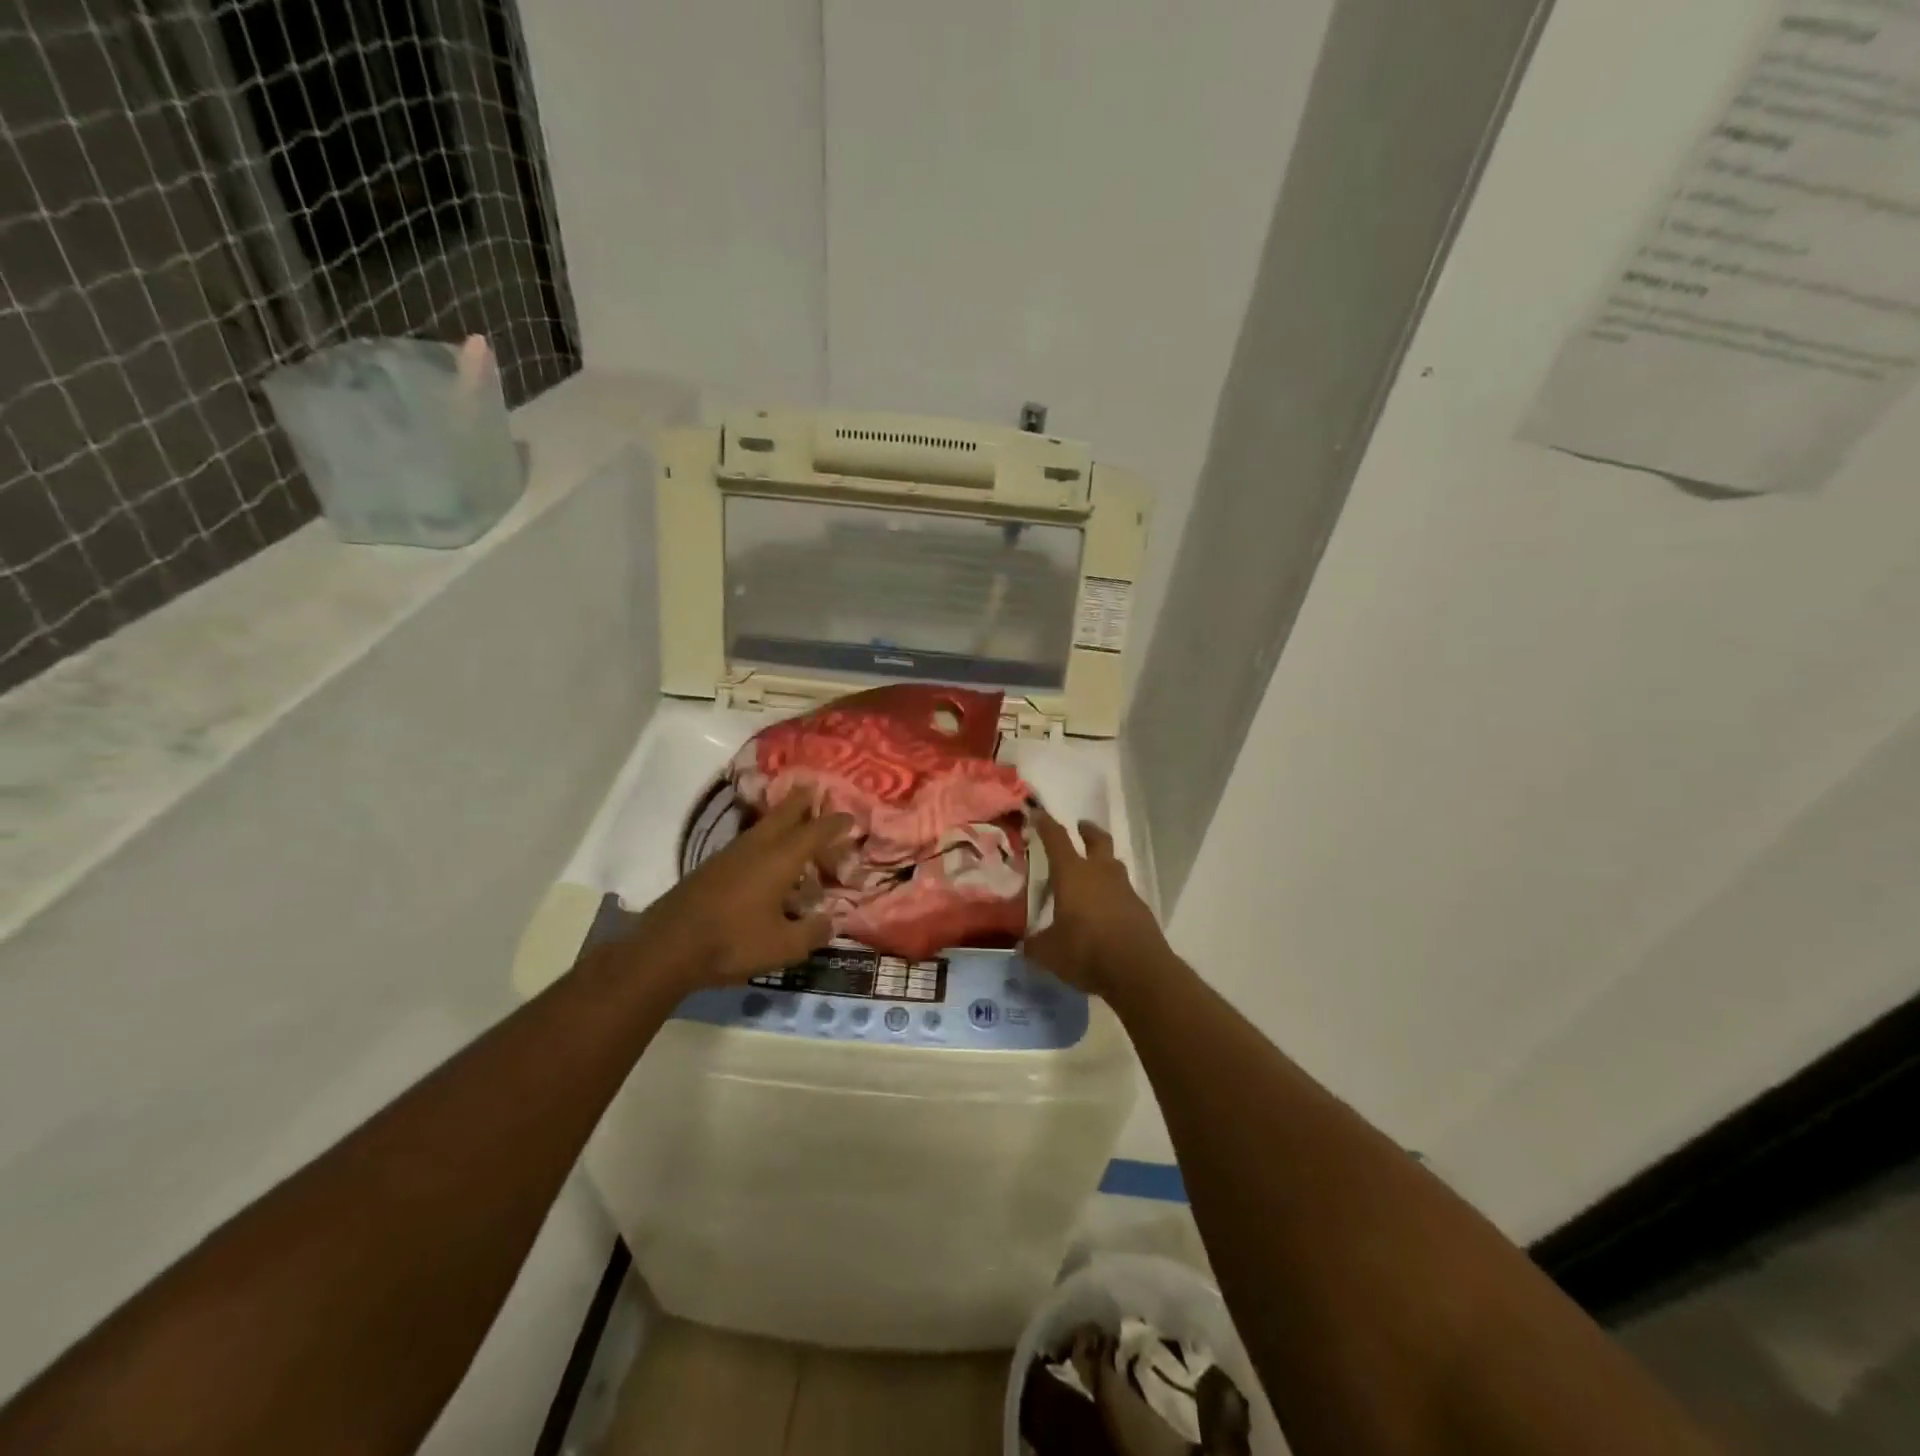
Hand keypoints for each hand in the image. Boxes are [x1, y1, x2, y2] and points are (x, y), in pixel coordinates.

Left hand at [634, 794, 854, 989]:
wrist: (668, 947)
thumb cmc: (733, 942)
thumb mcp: (783, 947)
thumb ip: (812, 933)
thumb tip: (830, 922)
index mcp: (780, 860)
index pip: (814, 833)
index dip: (834, 824)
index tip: (850, 817)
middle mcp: (756, 848)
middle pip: (783, 815)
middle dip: (800, 801)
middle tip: (813, 787)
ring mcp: (729, 855)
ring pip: (761, 827)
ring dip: (779, 818)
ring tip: (791, 817)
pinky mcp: (710, 868)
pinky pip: (746, 843)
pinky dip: (762, 839)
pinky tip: (763, 856)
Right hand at [1025, 812, 1168, 996]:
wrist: (1138, 971)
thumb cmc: (1086, 951)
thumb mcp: (1049, 952)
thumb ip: (1034, 945)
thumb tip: (1024, 945)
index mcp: (1072, 874)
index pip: (1056, 839)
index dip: (1046, 824)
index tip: (1037, 813)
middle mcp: (1100, 873)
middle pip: (1097, 840)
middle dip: (1087, 831)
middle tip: (1080, 827)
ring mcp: (1124, 889)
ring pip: (1114, 864)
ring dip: (1103, 860)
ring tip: (1092, 870)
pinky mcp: (1140, 908)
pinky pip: (1123, 890)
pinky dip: (1113, 891)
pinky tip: (1105, 908)